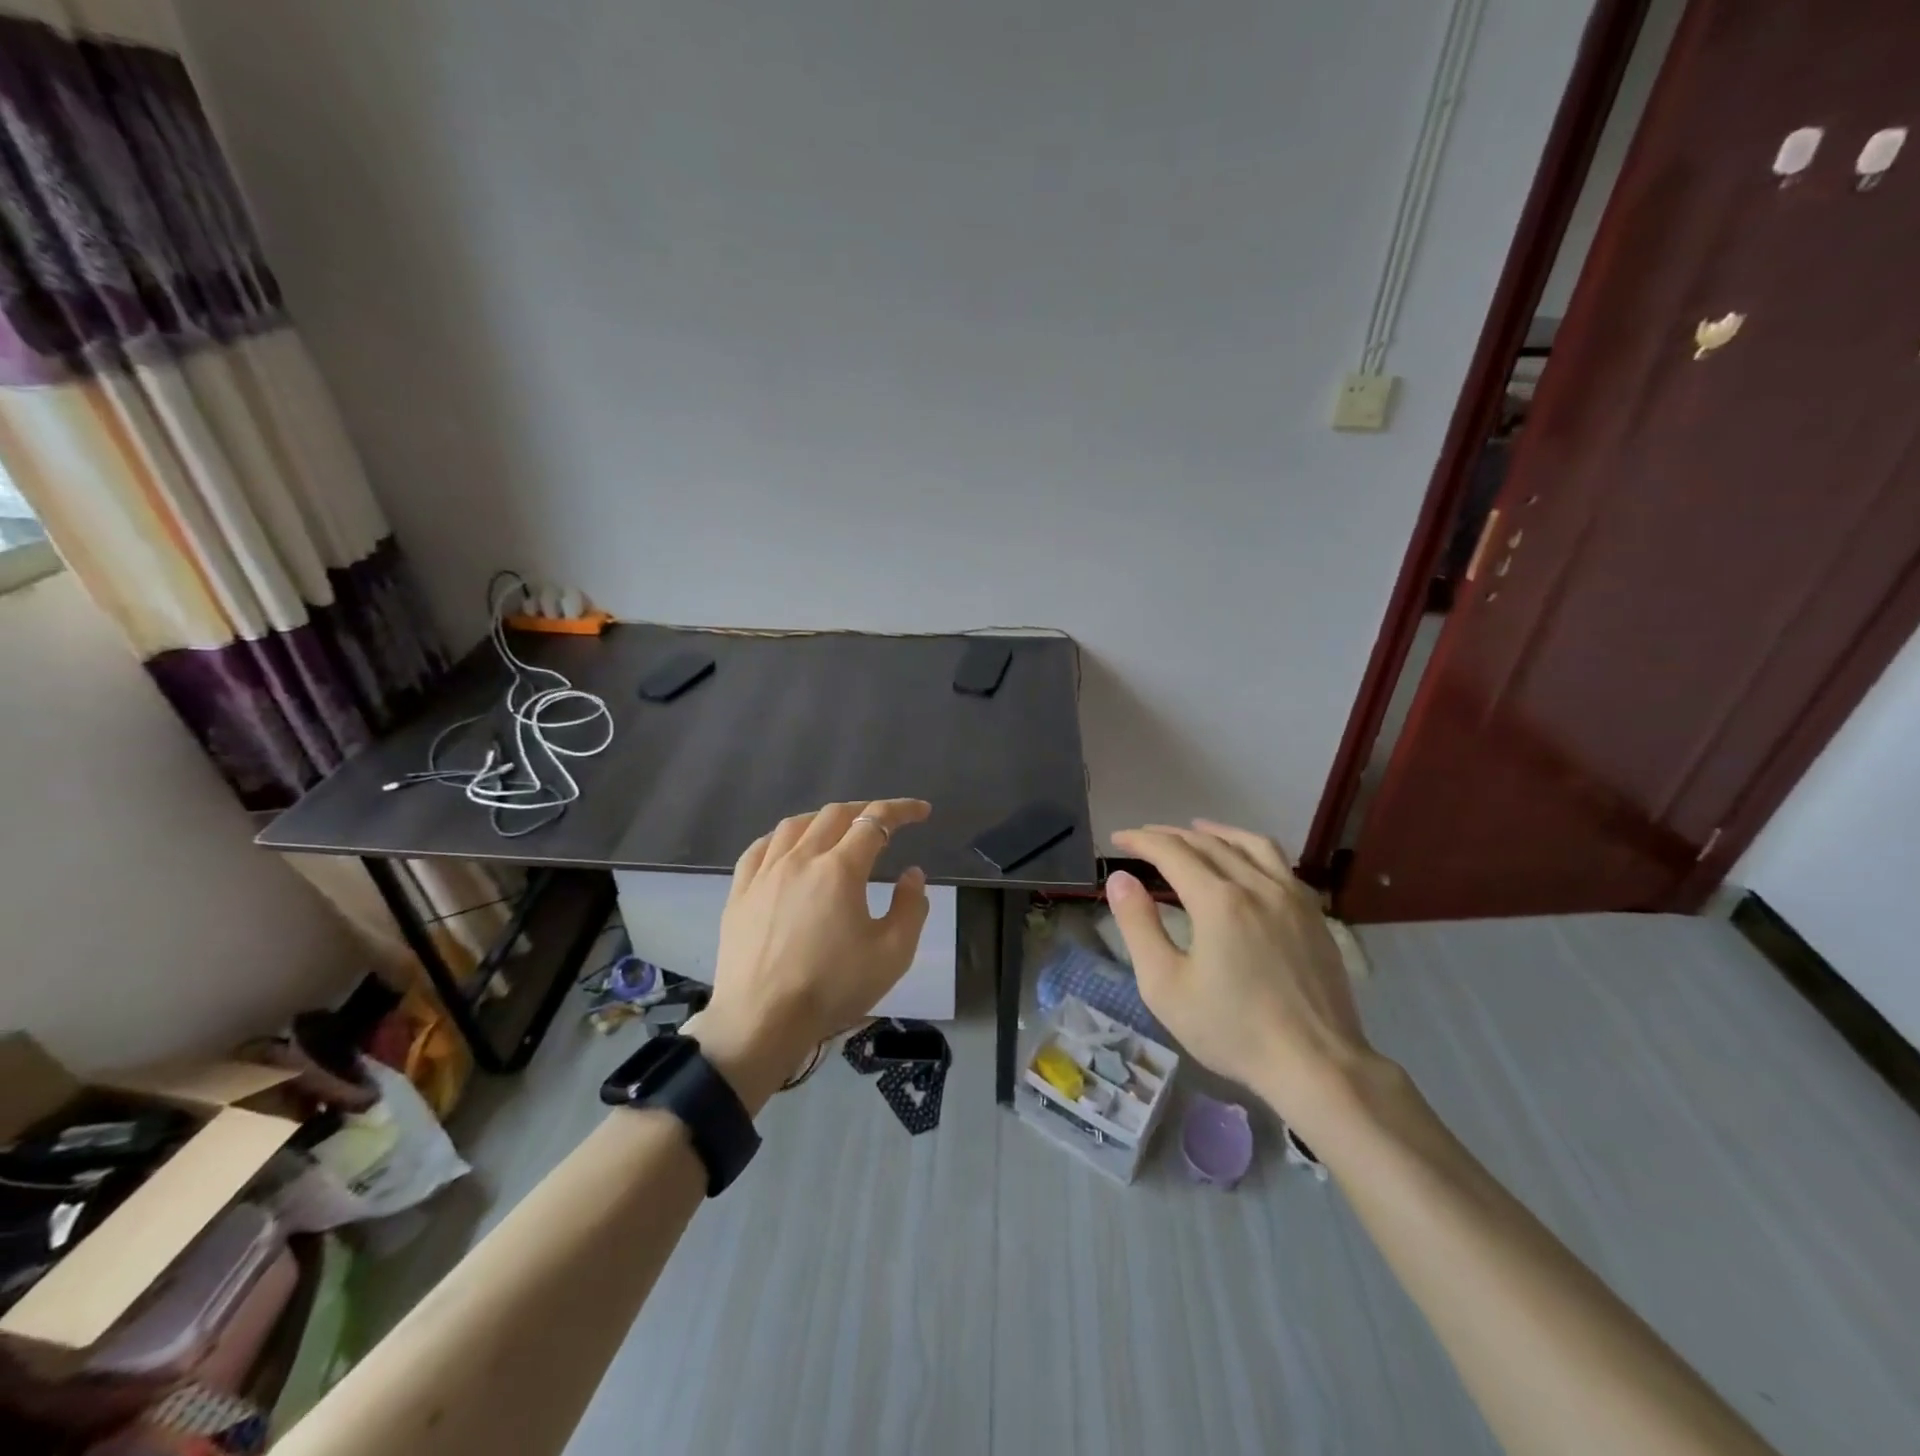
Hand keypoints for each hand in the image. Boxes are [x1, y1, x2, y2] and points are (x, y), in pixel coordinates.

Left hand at [688, 799, 932, 1111]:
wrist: (761, 1022)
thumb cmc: (832, 988)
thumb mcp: (892, 955)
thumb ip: (911, 908)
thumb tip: (912, 874)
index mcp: (840, 869)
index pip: (875, 822)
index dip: (902, 810)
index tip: (921, 811)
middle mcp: (801, 859)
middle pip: (835, 815)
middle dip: (866, 811)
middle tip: (885, 822)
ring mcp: (765, 873)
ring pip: (795, 825)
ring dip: (824, 819)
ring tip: (839, 829)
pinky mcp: (740, 892)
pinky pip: (760, 848)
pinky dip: (783, 837)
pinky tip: (788, 847)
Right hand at [1104, 820, 1376, 1133]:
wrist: (1316, 1065)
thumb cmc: (1231, 1030)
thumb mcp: (1165, 985)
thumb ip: (1138, 926)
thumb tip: (1120, 879)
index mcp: (1218, 901)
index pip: (1172, 852)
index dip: (1142, 841)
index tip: (1119, 839)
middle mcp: (1256, 885)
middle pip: (1208, 843)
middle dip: (1171, 835)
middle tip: (1145, 837)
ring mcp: (1291, 897)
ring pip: (1250, 844)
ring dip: (1217, 832)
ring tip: (1196, 830)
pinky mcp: (1313, 914)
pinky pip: (1279, 863)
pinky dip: (1251, 849)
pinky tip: (1246, 862)